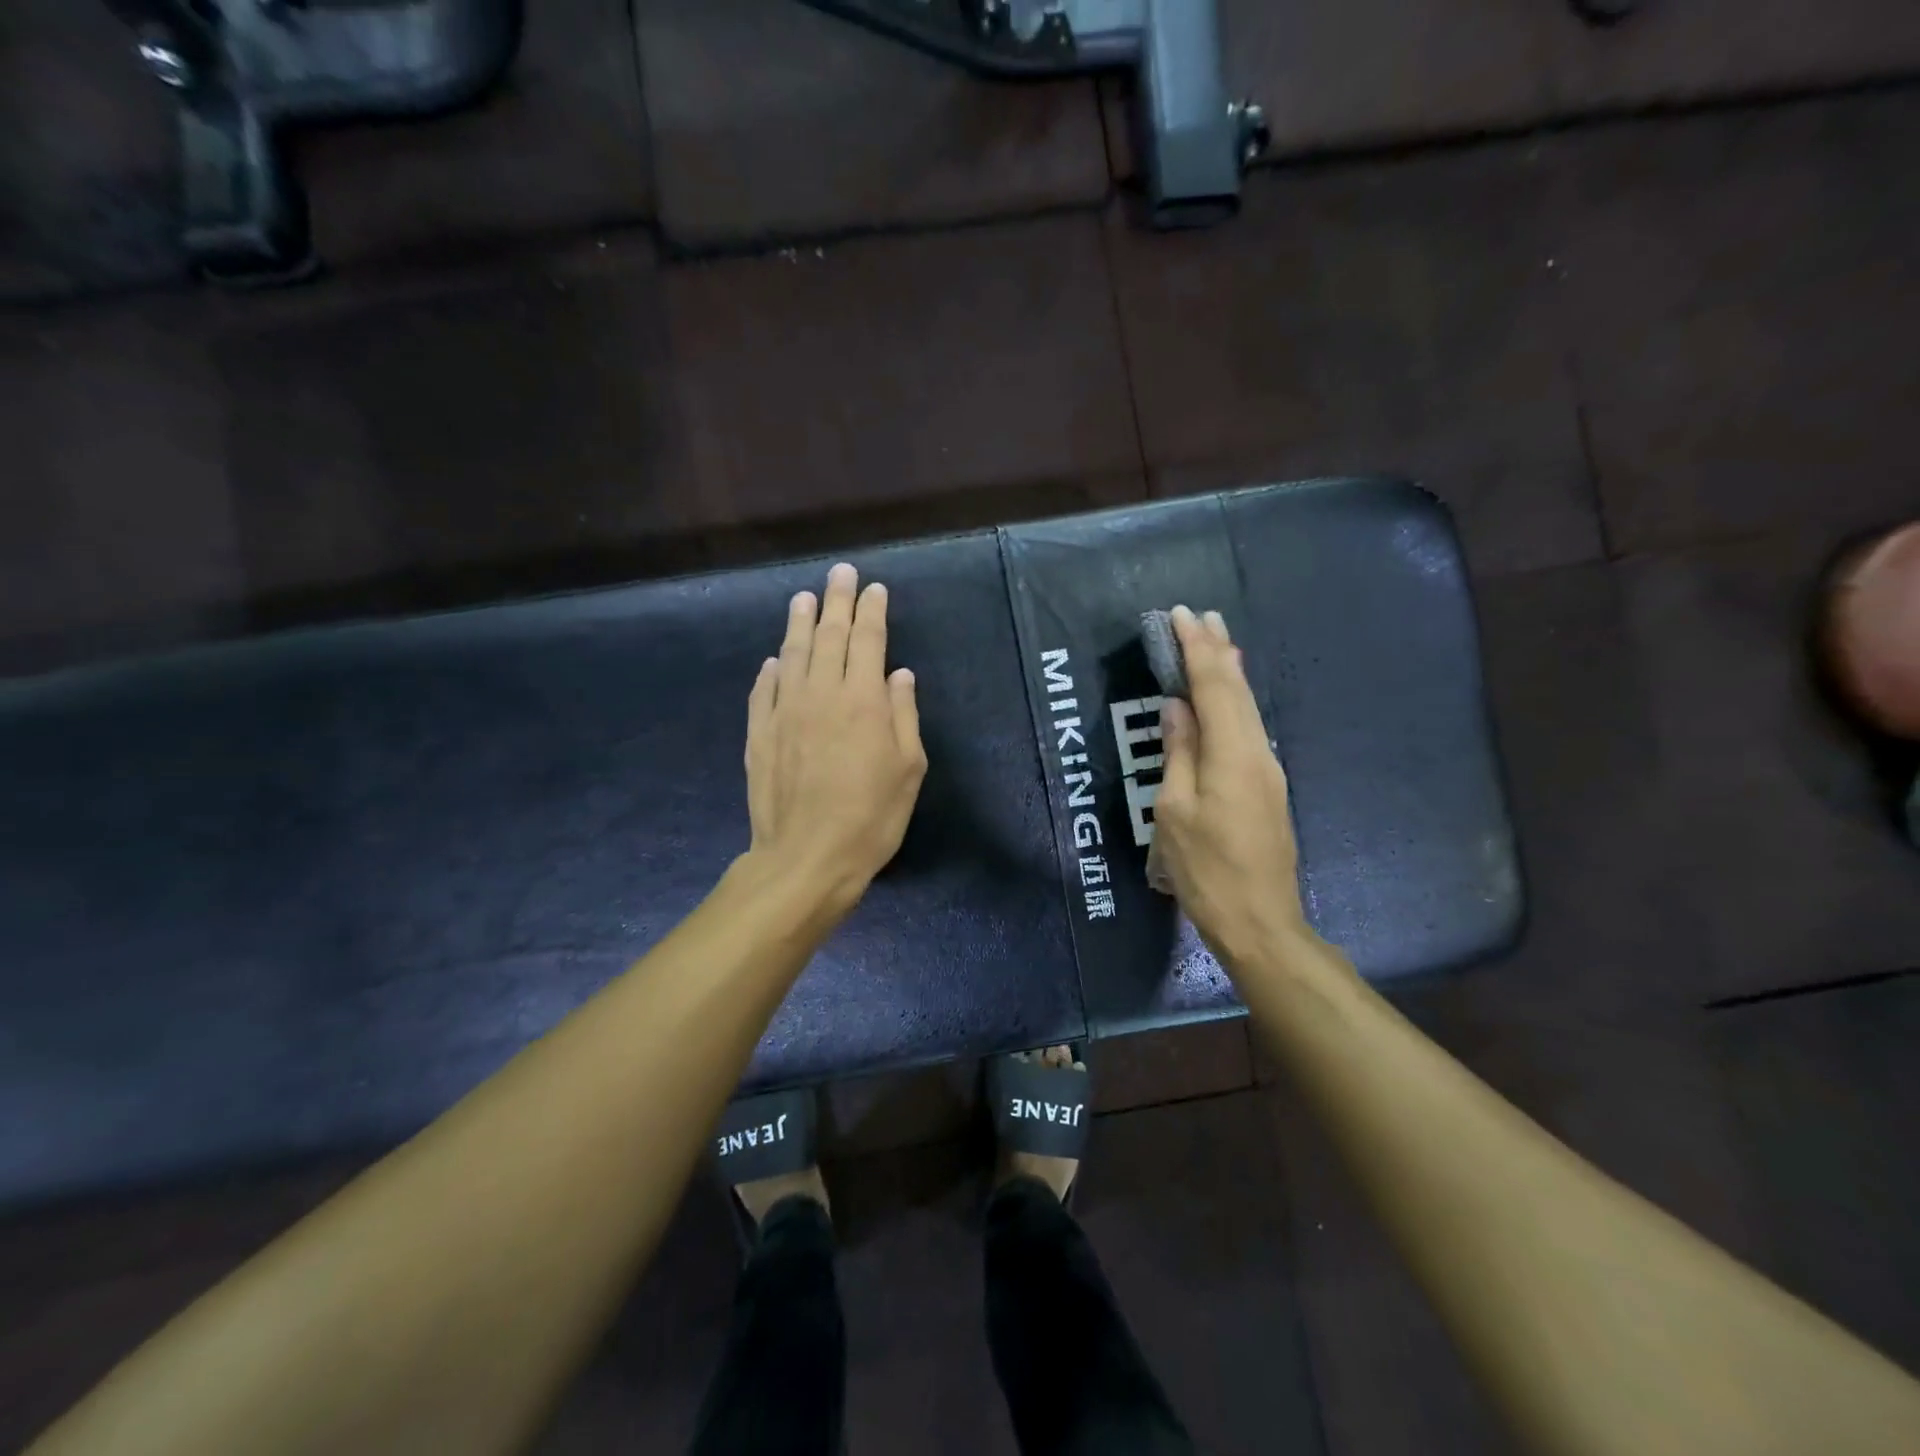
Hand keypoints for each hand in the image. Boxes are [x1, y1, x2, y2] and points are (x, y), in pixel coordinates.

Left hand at [744, 562, 927, 913]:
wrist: (807, 857)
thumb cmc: (871, 816)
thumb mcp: (908, 768)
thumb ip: (903, 714)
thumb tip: (899, 673)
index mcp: (864, 700)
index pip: (868, 640)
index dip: (872, 610)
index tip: (874, 588)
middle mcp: (822, 693)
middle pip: (829, 635)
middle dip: (836, 600)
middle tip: (840, 573)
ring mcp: (785, 711)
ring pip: (792, 654)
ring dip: (799, 622)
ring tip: (803, 598)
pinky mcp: (759, 734)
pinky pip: (764, 690)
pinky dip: (771, 670)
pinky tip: (774, 660)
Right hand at [1151, 606, 1309, 968]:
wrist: (1261, 921)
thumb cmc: (1206, 870)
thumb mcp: (1174, 812)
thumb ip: (1179, 754)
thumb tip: (1177, 708)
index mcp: (1232, 755)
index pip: (1213, 687)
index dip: (1196, 649)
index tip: (1182, 615)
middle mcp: (1257, 753)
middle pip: (1237, 691)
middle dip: (1219, 651)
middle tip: (1204, 616)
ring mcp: (1267, 771)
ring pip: (1247, 708)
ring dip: (1229, 672)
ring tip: (1217, 642)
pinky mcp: (1267, 788)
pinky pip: (1248, 729)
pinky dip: (1234, 701)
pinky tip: (1227, 697)